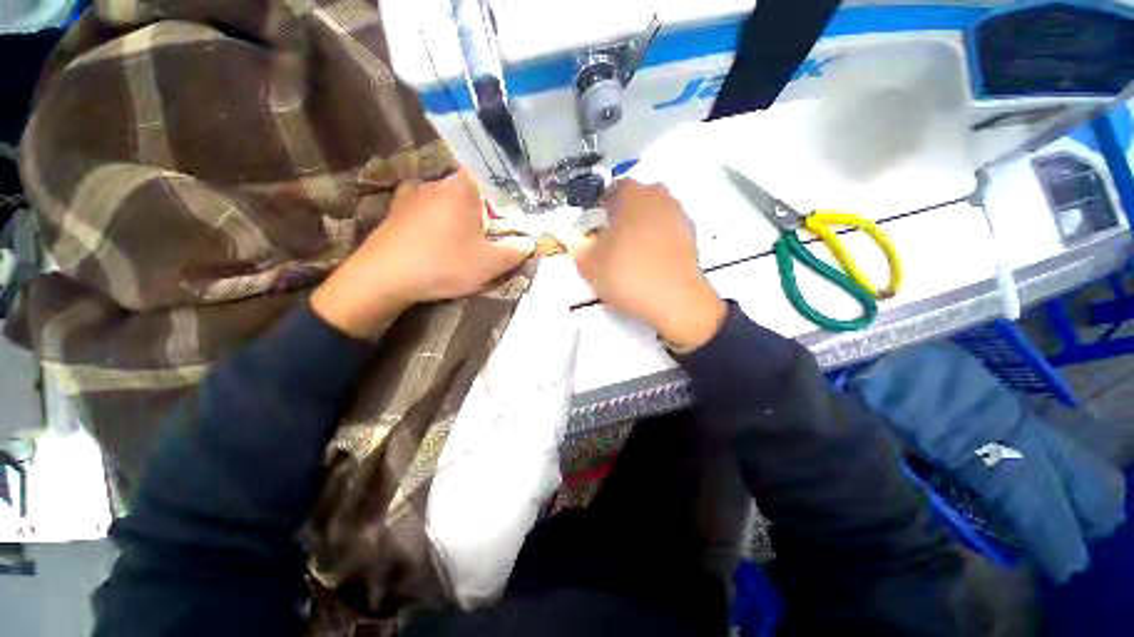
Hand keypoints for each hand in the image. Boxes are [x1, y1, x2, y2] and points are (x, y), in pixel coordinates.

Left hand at [312, 169, 534, 338]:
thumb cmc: (444, 264)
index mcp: (462, 187)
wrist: (383, 278)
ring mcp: (411, 194)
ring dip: (458, 218)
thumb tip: (530, 242)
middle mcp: (436, 182)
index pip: (492, 178)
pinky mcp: (395, 210)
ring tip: (461, 243)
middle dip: (483, 212)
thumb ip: (517, 250)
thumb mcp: (490, 263)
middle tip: (488, 237)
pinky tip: (435, 238)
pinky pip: (425, 210)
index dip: (505, 197)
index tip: (508, 219)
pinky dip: (435, 220)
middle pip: (471, 191)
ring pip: (447, 200)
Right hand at [570, 180, 725, 349]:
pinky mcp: (693, 239)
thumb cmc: (627, 274)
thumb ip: (580, 249)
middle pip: (640, 197)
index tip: (598, 221)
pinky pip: (669, 231)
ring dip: (644, 224)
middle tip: (614, 234)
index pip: (616, 187)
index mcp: (634, 196)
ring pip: (657, 213)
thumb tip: (582, 243)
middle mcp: (661, 199)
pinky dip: (660, 239)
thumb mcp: (590, 265)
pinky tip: (652, 260)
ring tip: (633, 249)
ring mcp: (680, 218)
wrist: (674, 300)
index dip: (604, 202)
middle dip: (626, 211)